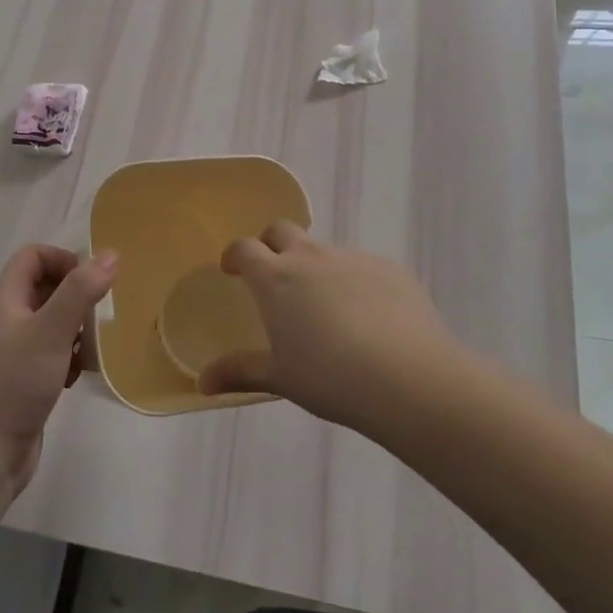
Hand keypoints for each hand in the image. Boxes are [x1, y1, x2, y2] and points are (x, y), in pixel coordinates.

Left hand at [0, 245, 116, 497]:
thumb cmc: (12, 384)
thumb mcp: (50, 331)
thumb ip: (80, 291)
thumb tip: (111, 254)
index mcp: (5, 299)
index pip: (33, 257)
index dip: (63, 260)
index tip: (91, 282)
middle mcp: (6, 320)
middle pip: (44, 288)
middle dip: (76, 298)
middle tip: (98, 317)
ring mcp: (11, 352)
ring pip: (50, 324)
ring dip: (76, 330)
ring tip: (91, 349)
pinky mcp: (20, 381)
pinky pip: (50, 355)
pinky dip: (68, 359)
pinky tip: (77, 377)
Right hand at [198, 222, 454, 432]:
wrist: (410, 378)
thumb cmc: (331, 378)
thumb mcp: (281, 378)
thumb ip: (240, 372)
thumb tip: (202, 382)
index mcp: (276, 278)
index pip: (245, 248)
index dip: (235, 255)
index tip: (232, 269)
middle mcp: (312, 257)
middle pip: (282, 230)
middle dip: (272, 244)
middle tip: (274, 275)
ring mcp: (354, 259)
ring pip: (325, 251)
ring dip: (316, 268)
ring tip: (327, 309)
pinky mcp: (391, 269)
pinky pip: (362, 267)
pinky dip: (355, 283)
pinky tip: (369, 320)